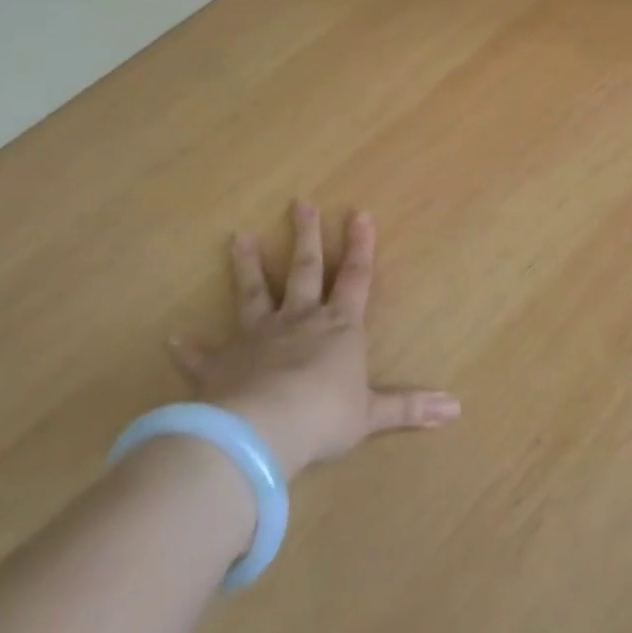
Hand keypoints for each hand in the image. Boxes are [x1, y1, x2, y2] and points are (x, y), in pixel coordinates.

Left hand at [167, 202, 458, 479]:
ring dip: (248, 266)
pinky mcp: (221, 364)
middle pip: (304, 269)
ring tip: (240, 237)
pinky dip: (190, 348)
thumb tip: (457, 409)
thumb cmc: (325, 416)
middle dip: (306, 236)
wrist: (264, 430)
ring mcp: (257, 338)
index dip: (359, 246)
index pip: (355, 277)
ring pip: (253, 293)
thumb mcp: (372, 414)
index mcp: (338, 327)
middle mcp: (299, 321)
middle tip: (300, 202)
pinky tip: (174, 337)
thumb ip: (410, 408)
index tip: (358, 212)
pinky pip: (203, 354)